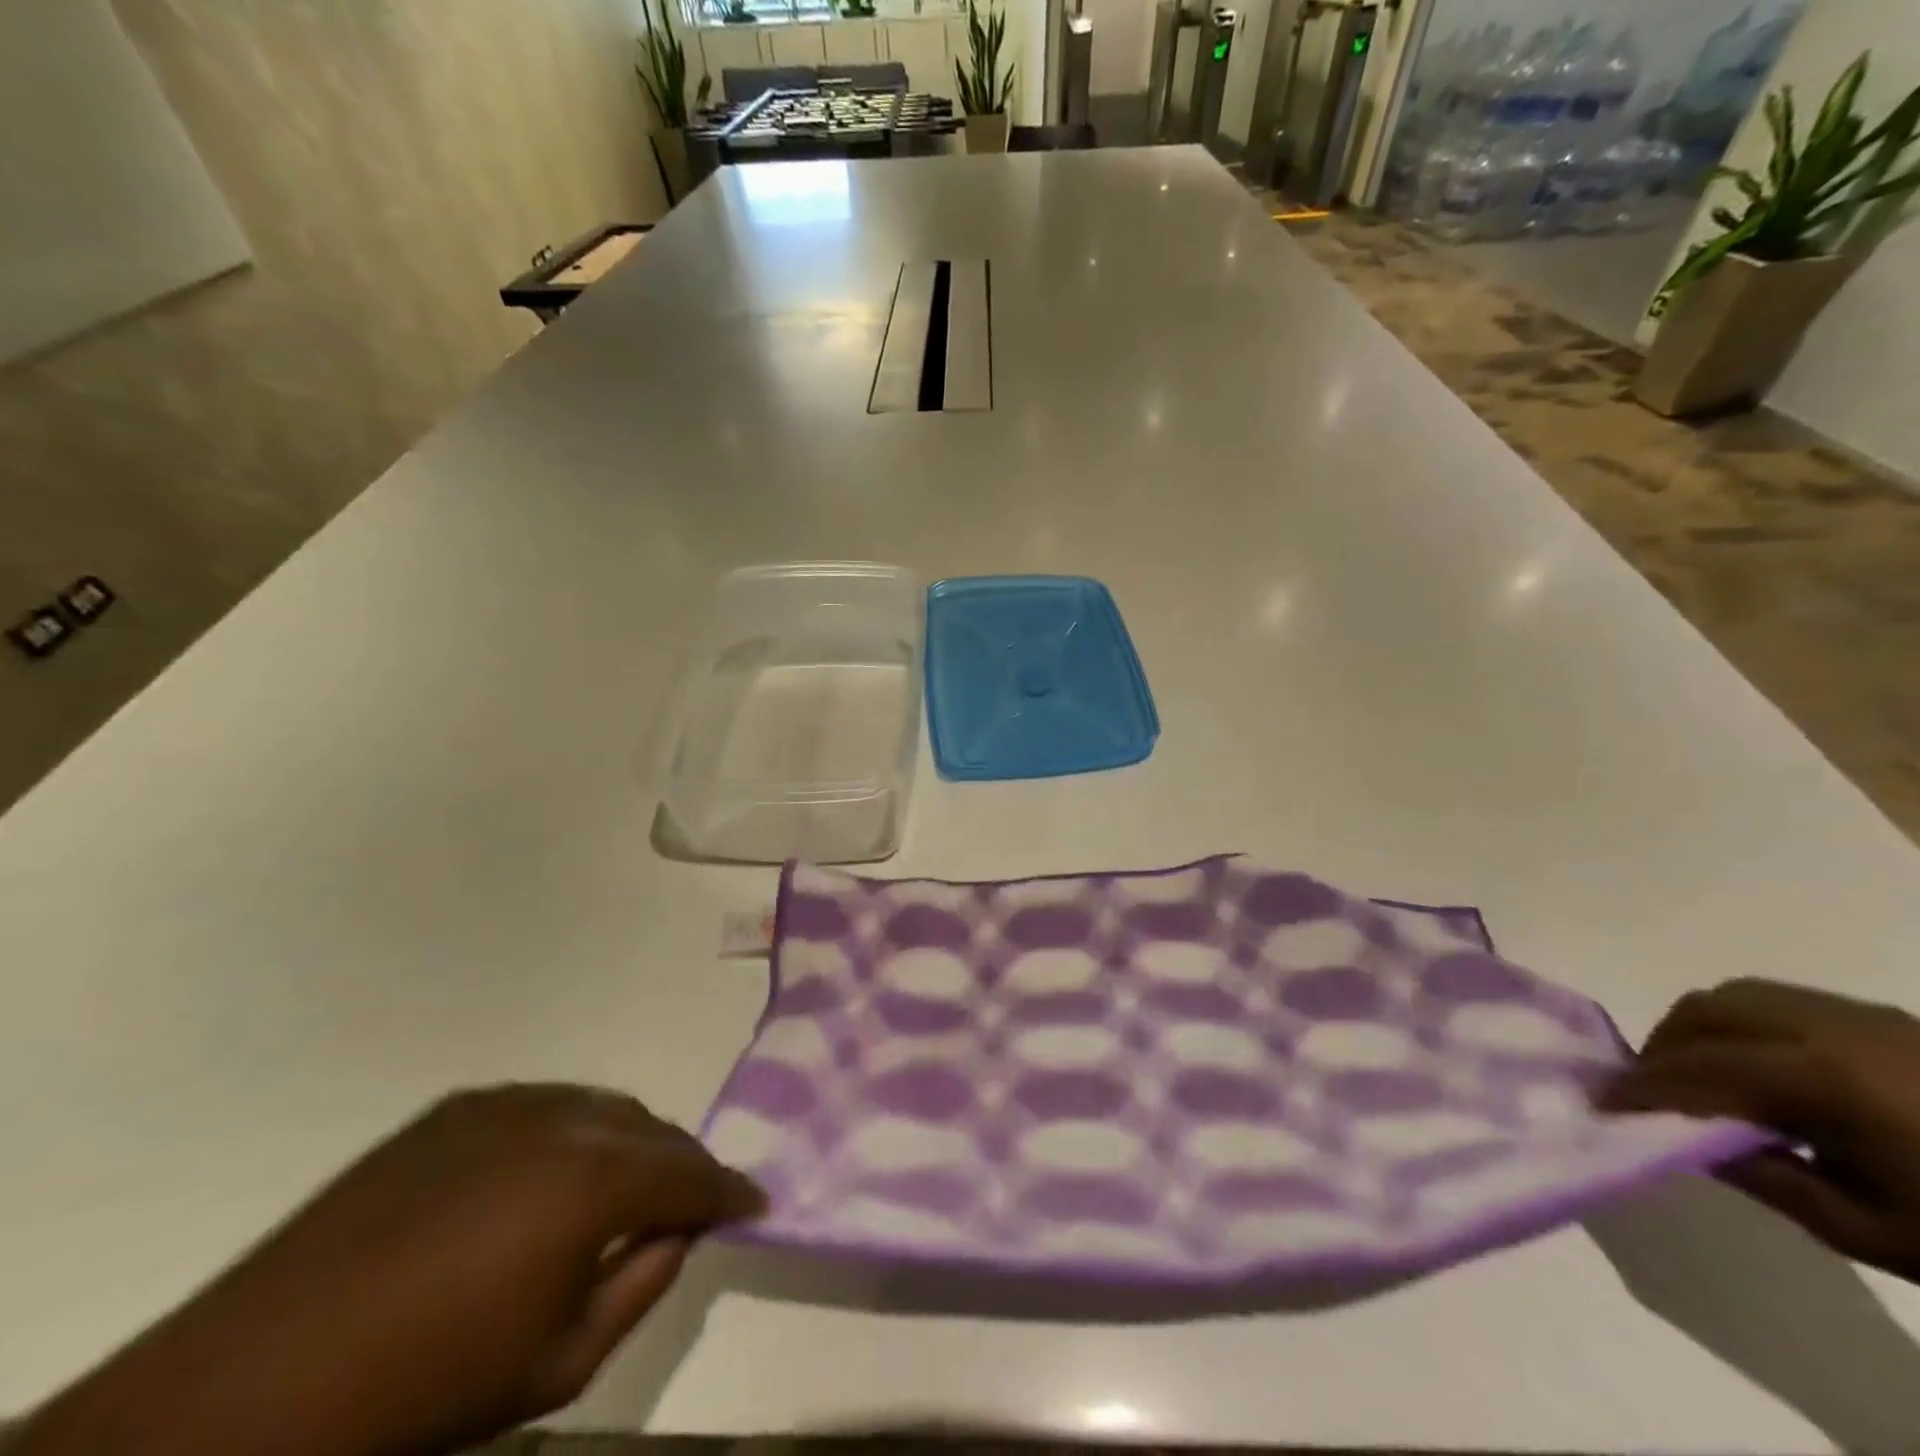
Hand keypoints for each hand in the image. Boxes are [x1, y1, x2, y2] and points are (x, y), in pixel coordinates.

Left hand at [16, 1085, 763, 1455]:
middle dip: (680, 1164)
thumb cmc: (427, 1389)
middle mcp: (564, 1117)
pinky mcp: (458, 1105)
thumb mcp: (561, 1363)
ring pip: (602, 1106)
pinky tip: (549, 1173)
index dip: (729, 1190)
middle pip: (652, 1128)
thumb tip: (678, 1232)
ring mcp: (507, 1101)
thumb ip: (642, 1284)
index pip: (691, 1172)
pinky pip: (545, 1105)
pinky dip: (571, 1132)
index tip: (755, 1202)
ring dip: (627, 1142)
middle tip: (688, 1202)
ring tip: (622, 1187)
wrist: (258, 1384)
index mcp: (596, 1178)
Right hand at [1602, 979, 1919, 1281]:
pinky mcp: (1887, 1018)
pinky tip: (1763, 1069)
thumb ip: (1766, 1177)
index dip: (1642, 1086)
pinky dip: (1743, 1024)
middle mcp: (1833, 1028)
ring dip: (1699, 1029)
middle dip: (1662, 1046)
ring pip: (1738, 995)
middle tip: (1651, 1091)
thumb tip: (1688, 1141)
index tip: (1604, 1105)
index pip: (1698, 1069)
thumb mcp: (1874, 1232)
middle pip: (1706, 1011)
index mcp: (1826, 1080)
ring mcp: (1864, 1015)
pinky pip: (1781, 1000)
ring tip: (1701, 1076)